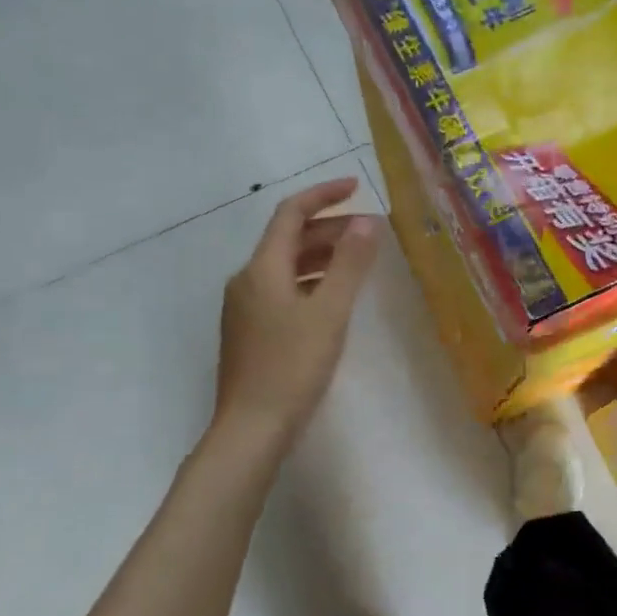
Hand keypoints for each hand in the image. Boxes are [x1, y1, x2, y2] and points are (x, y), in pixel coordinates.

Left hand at [215, 178, 381, 445]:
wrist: (251, 429)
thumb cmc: (292, 367)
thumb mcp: (329, 312)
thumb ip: (349, 265)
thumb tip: (366, 222)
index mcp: (262, 269)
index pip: (291, 214)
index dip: (323, 195)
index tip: (356, 186)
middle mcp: (247, 281)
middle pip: (289, 240)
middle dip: (330, 229)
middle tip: (371, 233)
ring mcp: (245, 308)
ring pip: (287, 267)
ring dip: (322, 257)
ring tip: (360, 262)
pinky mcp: (250, 332)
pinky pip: (283, 291)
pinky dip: (312, 282)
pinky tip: (334, 299)